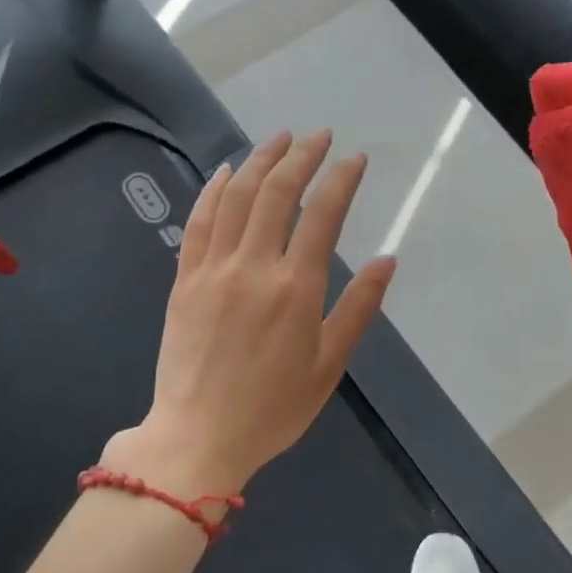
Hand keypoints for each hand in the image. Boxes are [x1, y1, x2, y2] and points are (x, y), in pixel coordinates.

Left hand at [108, 130, 395, 496]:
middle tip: (320, 135)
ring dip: (259, 161)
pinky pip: (199, 222)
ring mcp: (213, 269)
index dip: (341, 179)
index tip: (355, 158)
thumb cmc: (272, 409)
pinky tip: (225, 171)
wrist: (198, 437)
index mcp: (295, 289)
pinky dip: (213, 190)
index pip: (323, 215)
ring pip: (236, 197)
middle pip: (277, 193)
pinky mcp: (184, 279)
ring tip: (280, 139)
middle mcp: (253, 267)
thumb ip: (358, 309)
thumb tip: (387, 261)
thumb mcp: (328, 366)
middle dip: (302, 156)